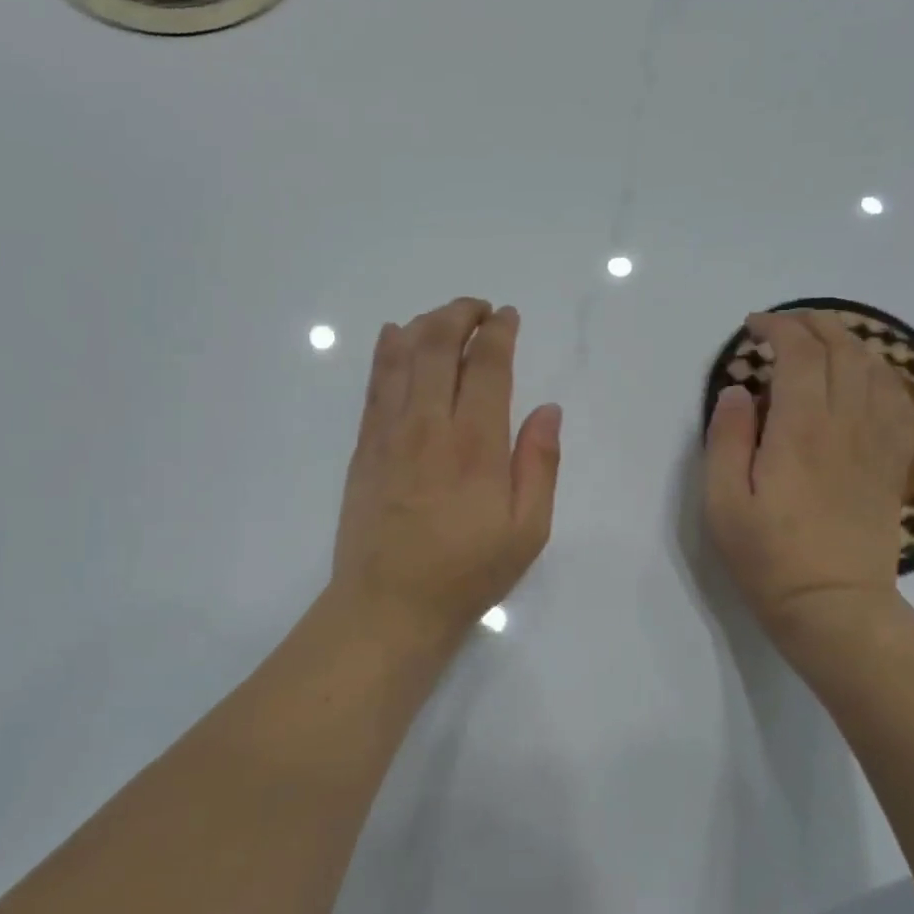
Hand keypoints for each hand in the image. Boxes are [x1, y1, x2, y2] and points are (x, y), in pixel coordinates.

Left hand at [329, 297, 561, 656]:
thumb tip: (548, 409)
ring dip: (425, 324)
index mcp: (476, 444)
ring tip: (444, 317)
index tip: (508, 317)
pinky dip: (386, 351)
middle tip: (479, 309)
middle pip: (439, 345)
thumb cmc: (467, 572)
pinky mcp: (365, 447)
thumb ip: (539, 464)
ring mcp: (390, 433)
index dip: (499, 331)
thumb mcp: (527, 531)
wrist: (389, 605)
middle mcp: (429, 425)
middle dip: (461, 314)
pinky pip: (375, 385)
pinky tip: (394, 336)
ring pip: (402, 356)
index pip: (487, 365)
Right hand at [704, 311, 913, 642]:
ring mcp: (877, 444)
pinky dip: (881, 375)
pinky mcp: (893, 464)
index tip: (753, 328)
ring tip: (821, 342)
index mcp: (801, 430)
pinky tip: (864, 379)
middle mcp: (847, 425)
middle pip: (844, 351)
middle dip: (814, 325)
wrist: (833, 606)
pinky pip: (899, 402)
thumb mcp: (722, 501)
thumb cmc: (768, 556)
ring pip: (876, 370)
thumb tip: (738, 390)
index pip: (800, 355)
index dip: (778, 329)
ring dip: (849, 343)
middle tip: (783, 325)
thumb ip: (726, 438)